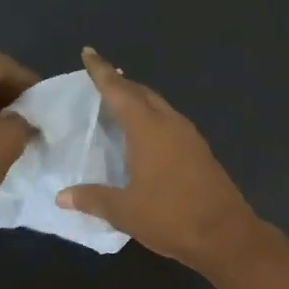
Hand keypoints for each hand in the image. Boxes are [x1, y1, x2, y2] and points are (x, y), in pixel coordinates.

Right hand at [58, 47, 260, 272]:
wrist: (226, 235)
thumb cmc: (171, 217)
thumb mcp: (124, 211)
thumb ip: (92, 199)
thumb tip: (62, 196)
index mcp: (148, 129)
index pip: (119, 91)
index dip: (102, 72)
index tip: (89, 53)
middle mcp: (171, 124)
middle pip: (143, 94)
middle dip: (121, 84)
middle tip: (100, 81)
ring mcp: (190, 137)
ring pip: (160, 107)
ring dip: (140, 101)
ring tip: (120, 105)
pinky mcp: (200, 153)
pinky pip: (171, 124)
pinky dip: (153, 120)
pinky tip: (146, 136)